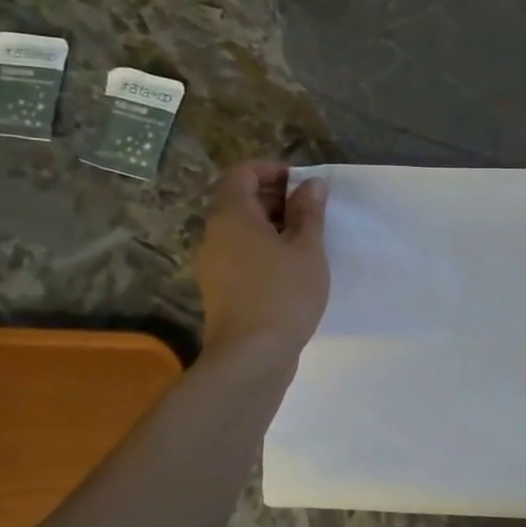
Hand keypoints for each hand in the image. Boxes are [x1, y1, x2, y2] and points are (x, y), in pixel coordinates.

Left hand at [193, 161, 328, 360]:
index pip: (242, 173)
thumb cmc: (283, 294)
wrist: (252, 356)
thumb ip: (309, 212)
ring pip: (241, 229)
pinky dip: (264, 249)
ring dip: (272, 226)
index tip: (303, 185)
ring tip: (306, 242)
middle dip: (276, 198)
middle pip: (240, 200)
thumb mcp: (307, 248)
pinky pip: (240, 253)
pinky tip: (291, 269)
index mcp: (232, 216)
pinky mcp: (219, 288)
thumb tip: (311, 184)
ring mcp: (213, 263)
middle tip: (311, 213)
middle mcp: (215, 234)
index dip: (272, 170)